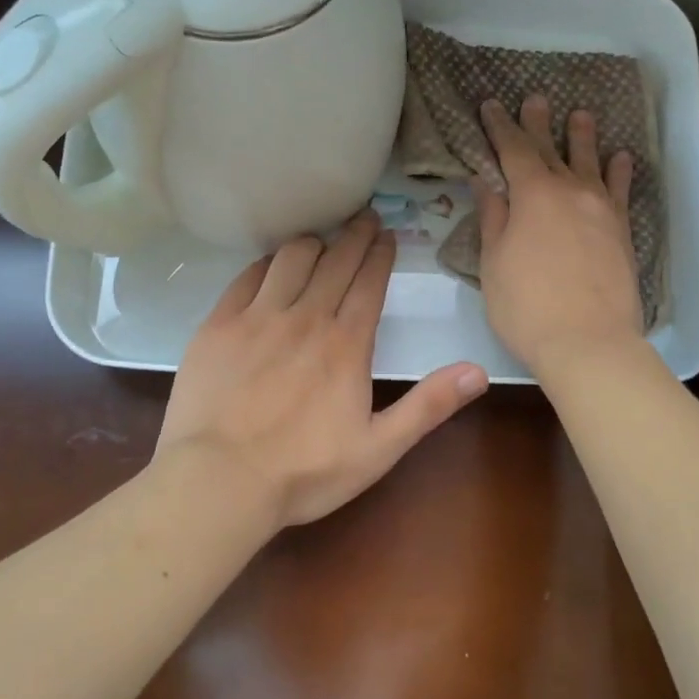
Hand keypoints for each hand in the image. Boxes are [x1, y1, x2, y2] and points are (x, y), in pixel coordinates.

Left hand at [158, 209, 488, 528]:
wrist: (220, 481)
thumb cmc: (304, 472)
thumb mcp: (379, 449)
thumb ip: (428, 406)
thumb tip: (478, 370)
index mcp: (346, 344)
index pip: (369, 282)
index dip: (380, 254)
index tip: (387, 234)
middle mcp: (305, 317)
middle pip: (335, 261)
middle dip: (355, 235)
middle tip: (365, 217)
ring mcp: (258, 317)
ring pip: (291, 258)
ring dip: (312, 242)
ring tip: (321, 238)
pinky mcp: (219, 324)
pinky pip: (247, 276)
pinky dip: (266, 263)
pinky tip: (272, 264)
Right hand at [475, 95, 644, 374]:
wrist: (588, 342)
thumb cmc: (526, 306)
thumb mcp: (493, 262)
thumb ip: (494, 217)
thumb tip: (487, 181)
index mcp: (532, 195)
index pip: (512, 150)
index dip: (500, 126)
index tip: (491, 106)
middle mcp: (569, 191)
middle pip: (551, 149)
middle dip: (538, 123)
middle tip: (534, 99)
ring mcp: (600, 209)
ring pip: (590, 162)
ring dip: (582, 137)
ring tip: (580, 114)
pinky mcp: (621, 230)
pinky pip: (620, 191)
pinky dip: (619, 171)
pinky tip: (620, 157)